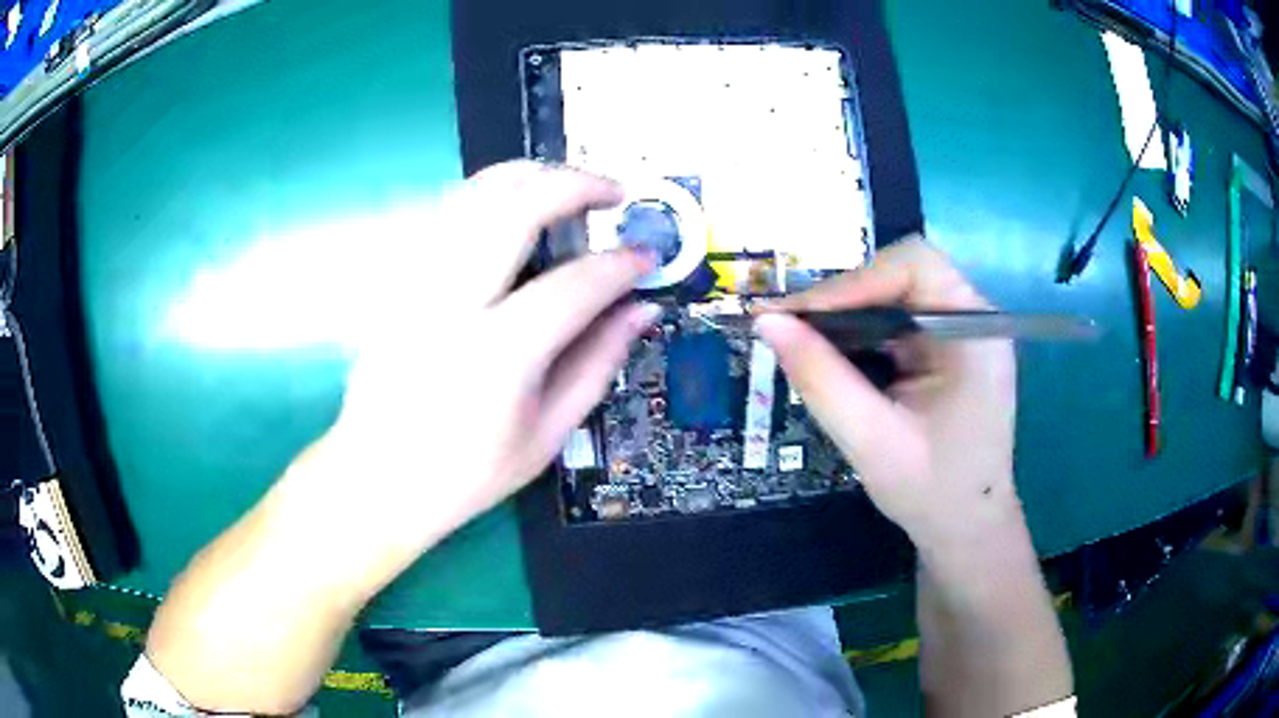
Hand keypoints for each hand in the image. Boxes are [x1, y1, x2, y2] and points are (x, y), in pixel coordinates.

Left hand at [327, 161, 658, 552]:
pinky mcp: (395, 282)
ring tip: (565, 181)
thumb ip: (598, 364)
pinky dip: (483, 194)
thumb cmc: (466, 473)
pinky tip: (510, 203)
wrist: (378, 479)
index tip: (646, 257)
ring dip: (527, 175)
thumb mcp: (546, 435)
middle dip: (574, 185)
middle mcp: (450, 306)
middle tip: (612, 191)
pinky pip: (441, 213)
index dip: (621, 264)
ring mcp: (414, 286)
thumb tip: (642, 311)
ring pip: (471, 196)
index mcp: (497, 356)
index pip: (575, 285)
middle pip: (515, 210)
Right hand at [755, 237, 1017, 547]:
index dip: (854, 281)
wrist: (965, 528)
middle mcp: (973, 317)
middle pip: (902, 273)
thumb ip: (821, 379)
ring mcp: (961, 331)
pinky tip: (834, 355)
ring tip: (803, 339)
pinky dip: (860, 332)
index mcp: (976, 329)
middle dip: (844, 297)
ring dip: (847, 314)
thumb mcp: (871, 439)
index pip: (915, 266)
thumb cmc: (931, 492)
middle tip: (790, 327)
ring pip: (894, 293)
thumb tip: (767, 322)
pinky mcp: (946, 348)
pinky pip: (896, 320)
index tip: (799, 315)